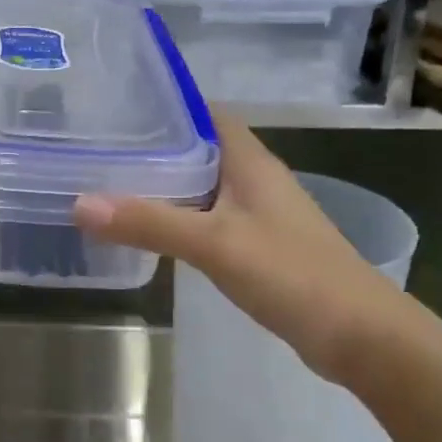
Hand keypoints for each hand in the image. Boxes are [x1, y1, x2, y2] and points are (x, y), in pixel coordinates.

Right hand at [72, 109, 417, 383]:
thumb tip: (80, 203)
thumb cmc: (292, 274)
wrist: (362, 337)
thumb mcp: (214, 244)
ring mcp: (258, 214)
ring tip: (110, 181)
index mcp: (250, 161)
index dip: (164, 103)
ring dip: (164, 182)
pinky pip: (208, 217)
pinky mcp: (258, 245)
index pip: (203, 112)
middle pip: (198, 147)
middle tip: (98, 146)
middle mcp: (254, 179)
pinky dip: (178, 216)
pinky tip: (149, 229)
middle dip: (153, 144)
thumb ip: (149, 223)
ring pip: (202, 184)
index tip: (115, 106)